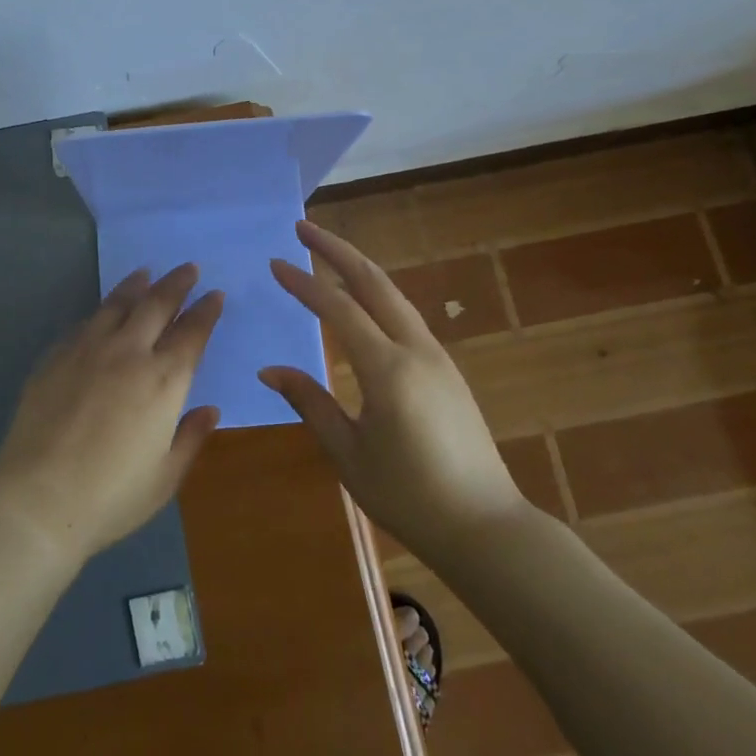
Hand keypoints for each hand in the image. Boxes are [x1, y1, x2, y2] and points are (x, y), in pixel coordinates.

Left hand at [0, 264, 223, 564]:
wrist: (39, 499)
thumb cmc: (111, 496)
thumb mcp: (164, 477)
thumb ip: (190, 438)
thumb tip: (210, 410)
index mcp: (163, 381)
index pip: (192, 333)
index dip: (206, 311)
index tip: (214, 295)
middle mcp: (128, 353)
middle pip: (157, 305)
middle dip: (177, 284)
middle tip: (188, 269)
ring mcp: (88, 350)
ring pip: (118, 304)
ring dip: (137, 285)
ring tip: (146, 273)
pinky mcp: (56, 357)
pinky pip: (85, 323)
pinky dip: (102, 310)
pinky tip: (104, 311)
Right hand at [259, 220, 526, 553]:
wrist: (486, 528)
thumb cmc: (410, 497)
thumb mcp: (349, 454)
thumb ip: (310, 403)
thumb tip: (270, 369)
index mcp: (387, 370)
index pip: (338, 308)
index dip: (304, 283)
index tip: (275, 263)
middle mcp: (415, 349)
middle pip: (373, 282)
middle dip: (336, 250)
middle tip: (303, 227)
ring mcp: (437, 356)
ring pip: (393, 294)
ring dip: (358, 267)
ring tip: (327, 252)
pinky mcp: (446, 368)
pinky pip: (405, 315)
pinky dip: (376, 293)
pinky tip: (362, 298)